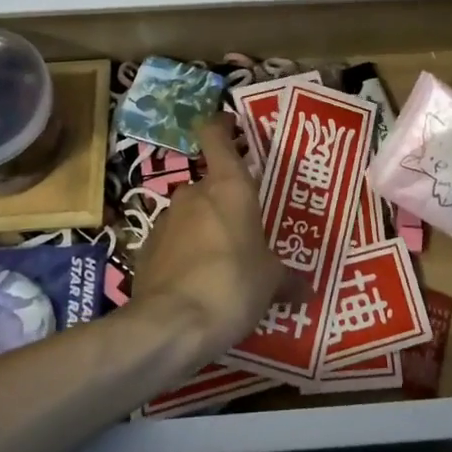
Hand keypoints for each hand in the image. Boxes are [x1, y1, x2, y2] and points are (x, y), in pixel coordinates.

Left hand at [129, 118, 290, 352]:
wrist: (172, 324)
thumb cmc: (233, 284)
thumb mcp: (271, 281)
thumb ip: (287, 278)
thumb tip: (306, 288)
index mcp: (228, 186)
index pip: (216, 135)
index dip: (222, 126)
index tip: (233, 127)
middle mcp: (193, 193)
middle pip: (208, 183)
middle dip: (225, 202)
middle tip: (246, 227)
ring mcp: (165, 220)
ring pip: (190, 215)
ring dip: (204, 230)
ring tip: (223, 262)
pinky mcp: (145, 250)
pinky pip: (172, 244)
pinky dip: (184, 255)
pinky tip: (197, 284)